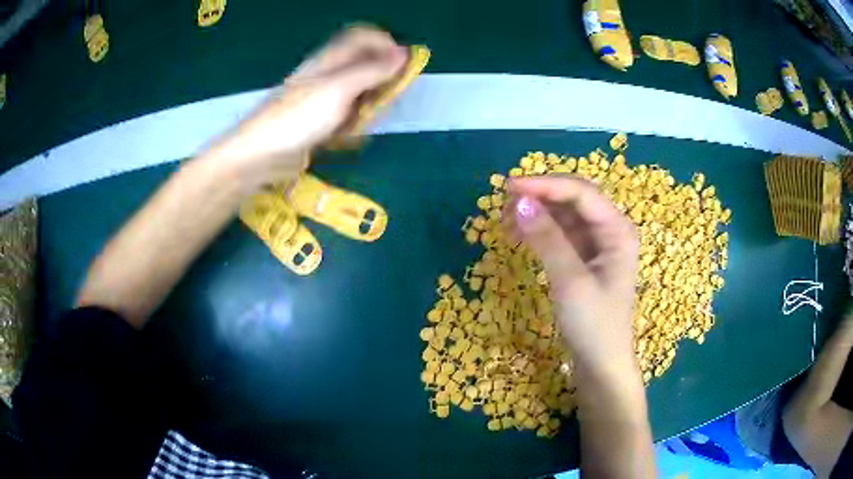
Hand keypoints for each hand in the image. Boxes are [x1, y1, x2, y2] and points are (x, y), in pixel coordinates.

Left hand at [205, 26, 407, 186]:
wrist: (261, 154)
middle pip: (362, 63)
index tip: (402, 65)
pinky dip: (354, 121)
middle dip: (380, 77)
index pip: (362, 36)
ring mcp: (321, 97)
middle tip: (388, 96)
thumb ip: (371, 71)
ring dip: (368, 102)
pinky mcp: (318, 120)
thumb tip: (402, 53)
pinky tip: (352, 135)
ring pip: (356, 90)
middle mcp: (325, 73)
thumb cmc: (298, 118)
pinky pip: (345, 114)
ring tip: (368, 119)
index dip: (384, 44)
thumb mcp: (339, 89)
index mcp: (328, 59)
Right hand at [507, 177, 639, 378]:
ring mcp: (597, 245)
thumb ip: (547, 239)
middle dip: (540, 197)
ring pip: (564, 215)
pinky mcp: (584, 259)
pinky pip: (560, 234)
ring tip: (506, 222)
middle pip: (573, 199)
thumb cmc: (593, 325)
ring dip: (537, 213)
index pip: (581, 192)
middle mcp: (610, 231)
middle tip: (504, 204)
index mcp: (617, 230)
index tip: (509, 187)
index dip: (545, 185)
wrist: (600, 365)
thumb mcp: (570, 281)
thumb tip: (519, 202)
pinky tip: (519, 236)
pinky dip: (540, 232)